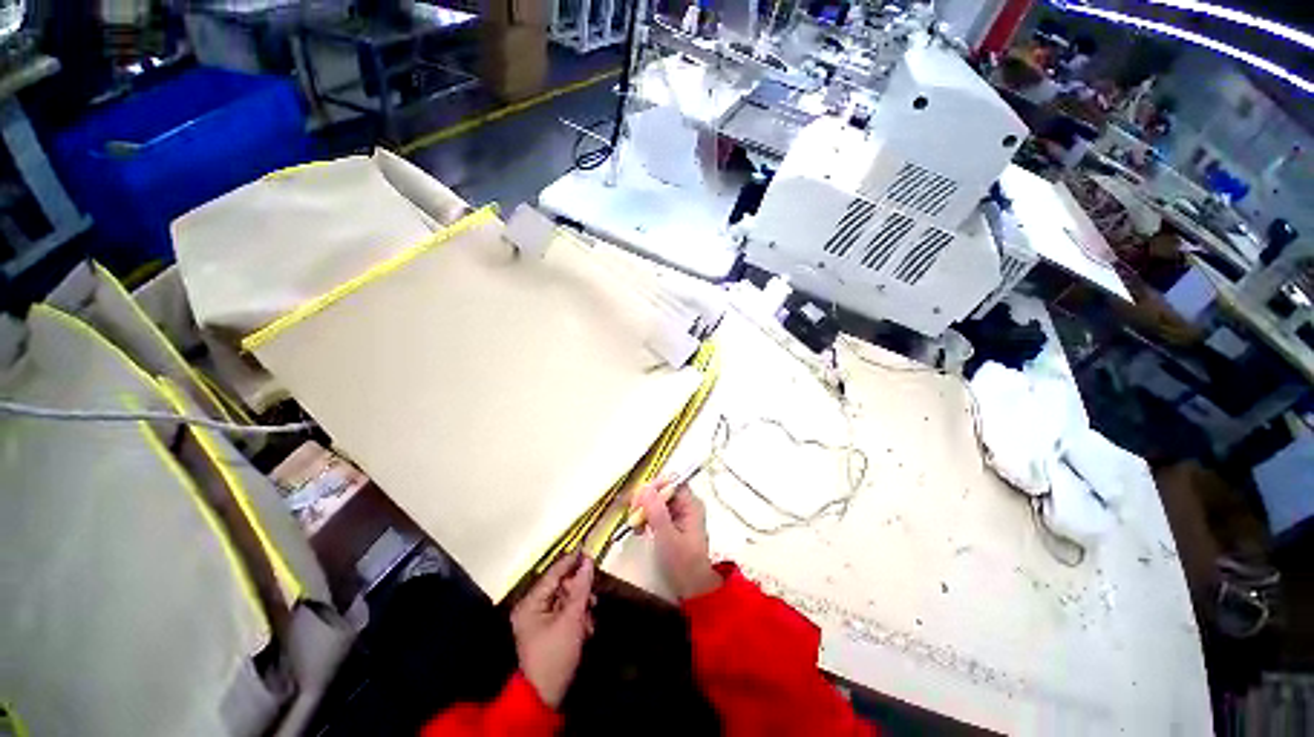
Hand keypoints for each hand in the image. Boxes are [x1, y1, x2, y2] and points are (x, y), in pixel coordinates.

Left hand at [510, 552, 594, 707]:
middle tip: (593, 598)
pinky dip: (577, 618)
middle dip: (579, 592)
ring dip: (580, 607)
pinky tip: (585, 629)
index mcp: (530, 602)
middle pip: (560, 586)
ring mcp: (538, 619)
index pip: (553, 573)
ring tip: (589, 620)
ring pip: (565, 600)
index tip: (587, 549)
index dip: (571, 561)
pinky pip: (564, 613)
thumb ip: (580, 587)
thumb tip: (588, 561)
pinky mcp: (546, 629)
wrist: (545, 696)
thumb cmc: (555, 653)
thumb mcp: (571, 618)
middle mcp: (531, 606)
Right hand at [633, 477, 721, 599]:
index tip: (638, 502)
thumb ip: (656, 512)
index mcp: (690, 504)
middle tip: (633, 517)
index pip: (671, 481)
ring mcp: (678, 512)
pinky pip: (655, 511)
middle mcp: (685, 504)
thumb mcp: (667, 538)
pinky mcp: (671, 522)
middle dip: (645, 500)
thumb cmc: (683, 564)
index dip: (654, 487)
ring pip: (655, 500)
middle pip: (661, 489)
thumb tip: (644, 488)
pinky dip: (645, 518)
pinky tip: (639, 531)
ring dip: (642, 510)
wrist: (693, 590)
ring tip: (635, 527)